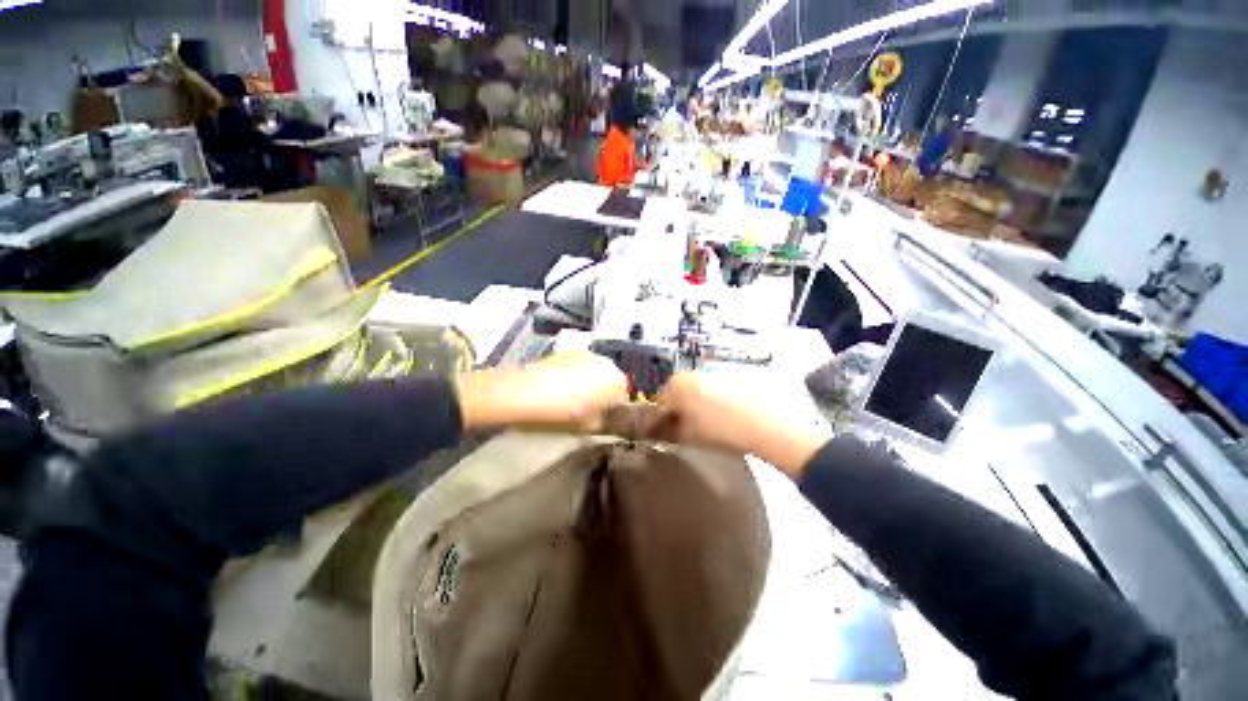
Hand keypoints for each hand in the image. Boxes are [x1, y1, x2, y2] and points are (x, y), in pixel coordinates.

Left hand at [454, 352, 629, 432]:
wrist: (527, 393)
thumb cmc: (564, 412)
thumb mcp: (588, 425)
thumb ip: (603, 422)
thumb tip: (605, 420)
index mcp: (616, 381)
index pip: (624, 395)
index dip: (615, 407)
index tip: (604, 417)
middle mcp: (606, 362)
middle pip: (611, 379)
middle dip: (604, 391)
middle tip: (589, 407)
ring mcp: (586, 354)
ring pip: (596, 370)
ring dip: (591, 381)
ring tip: (574, 395)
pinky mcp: (568, 351)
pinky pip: (580, 364)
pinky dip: (577, 373)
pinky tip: (562, 385)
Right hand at [656, 372, 830, 479]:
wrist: (768, 420)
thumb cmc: (719, 429)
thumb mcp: (689, 436)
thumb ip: (669, 433)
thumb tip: (661, 433)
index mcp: (676, 385)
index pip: (659, 404)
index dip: (661, 421)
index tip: (666, 435)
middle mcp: (692, 373)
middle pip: (679, 393)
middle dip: (681, 411)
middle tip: (689, 431)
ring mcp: (715, 372)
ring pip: (699, 389)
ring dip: (699, 404)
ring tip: (711, 425)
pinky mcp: (735, 375)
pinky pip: (717, 388)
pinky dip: (717, 400)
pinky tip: (728, 416)